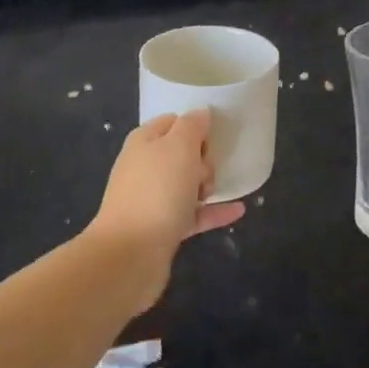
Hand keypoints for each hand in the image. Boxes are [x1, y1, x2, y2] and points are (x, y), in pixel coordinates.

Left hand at [87, 109, 245, 308]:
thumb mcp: (179, 146)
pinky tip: (238, 210)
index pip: (173, 122)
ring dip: (207, 185)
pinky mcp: (162, 229)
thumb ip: (192, 125)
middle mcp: (145, 168)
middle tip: (203, 172)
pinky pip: (194, 214)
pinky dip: (214, 212)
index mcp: (144, 142)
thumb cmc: (157, 190)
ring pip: (188, 184)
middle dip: (203, 159)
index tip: (213, 137)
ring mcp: (152, 199)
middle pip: (183, 154)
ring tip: (213, 192)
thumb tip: (201, 114)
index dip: (195, 126)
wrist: (130, 253)